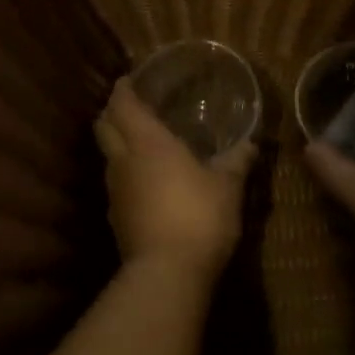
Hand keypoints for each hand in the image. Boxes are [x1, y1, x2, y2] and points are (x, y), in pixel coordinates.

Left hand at [94, 76, 255, 277]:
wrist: (168, 273)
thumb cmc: (199, 216)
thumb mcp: (227, 186)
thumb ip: (237, 161)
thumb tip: (251, 144)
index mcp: (147, 142)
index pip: (123, 105)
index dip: (123, 90)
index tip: (128, 80)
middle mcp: (123, 160)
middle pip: (103, 126)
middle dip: (112, 112)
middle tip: (130, 107)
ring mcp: (115, 191)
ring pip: (107, 156)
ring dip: (117, 144)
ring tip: (139, 143)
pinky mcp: (115, 218)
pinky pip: (116, 184)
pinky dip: (125, 174)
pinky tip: (145, 182)